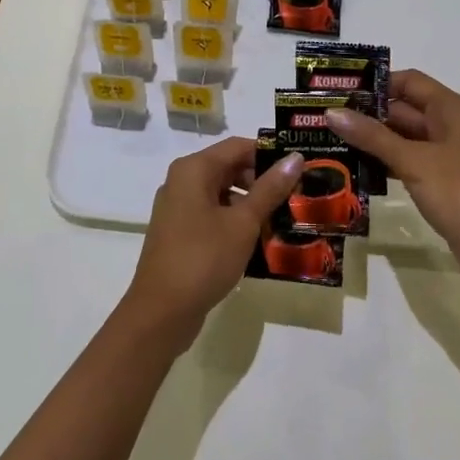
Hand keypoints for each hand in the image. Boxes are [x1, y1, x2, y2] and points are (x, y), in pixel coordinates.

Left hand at [125, 137, 302, 347]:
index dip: (269, 154)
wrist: (161, 313)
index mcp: (194, 169)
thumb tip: (295, 158)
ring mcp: (178, 208)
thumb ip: (270, 188)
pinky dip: (235, 221)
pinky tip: (259, 240)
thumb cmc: (203, 258)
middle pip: (229, 168)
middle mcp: (182, 181)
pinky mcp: (179, 233)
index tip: (299, 168)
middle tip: (296, 196)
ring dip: (251, 204)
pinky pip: (212, 215)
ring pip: (222, 194)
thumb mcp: (243, 222)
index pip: (238, 146)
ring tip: (283, 219)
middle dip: (262, 181)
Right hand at [328, 70, 459, 297]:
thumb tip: (332, 112)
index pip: (409, 81)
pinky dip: (387, 163)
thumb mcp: (413, 161)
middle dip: (369, 115)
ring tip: (333, 143)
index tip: (339, 91)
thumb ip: (372, 136)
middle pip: (406, 109)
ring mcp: (450, 155)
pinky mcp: (446, 182)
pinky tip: (358, 170)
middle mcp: (453, 125)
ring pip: (406, 138)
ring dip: (374, 141)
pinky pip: (411, 162)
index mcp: (453, 109)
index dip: (376, 84)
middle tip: (326, 119)